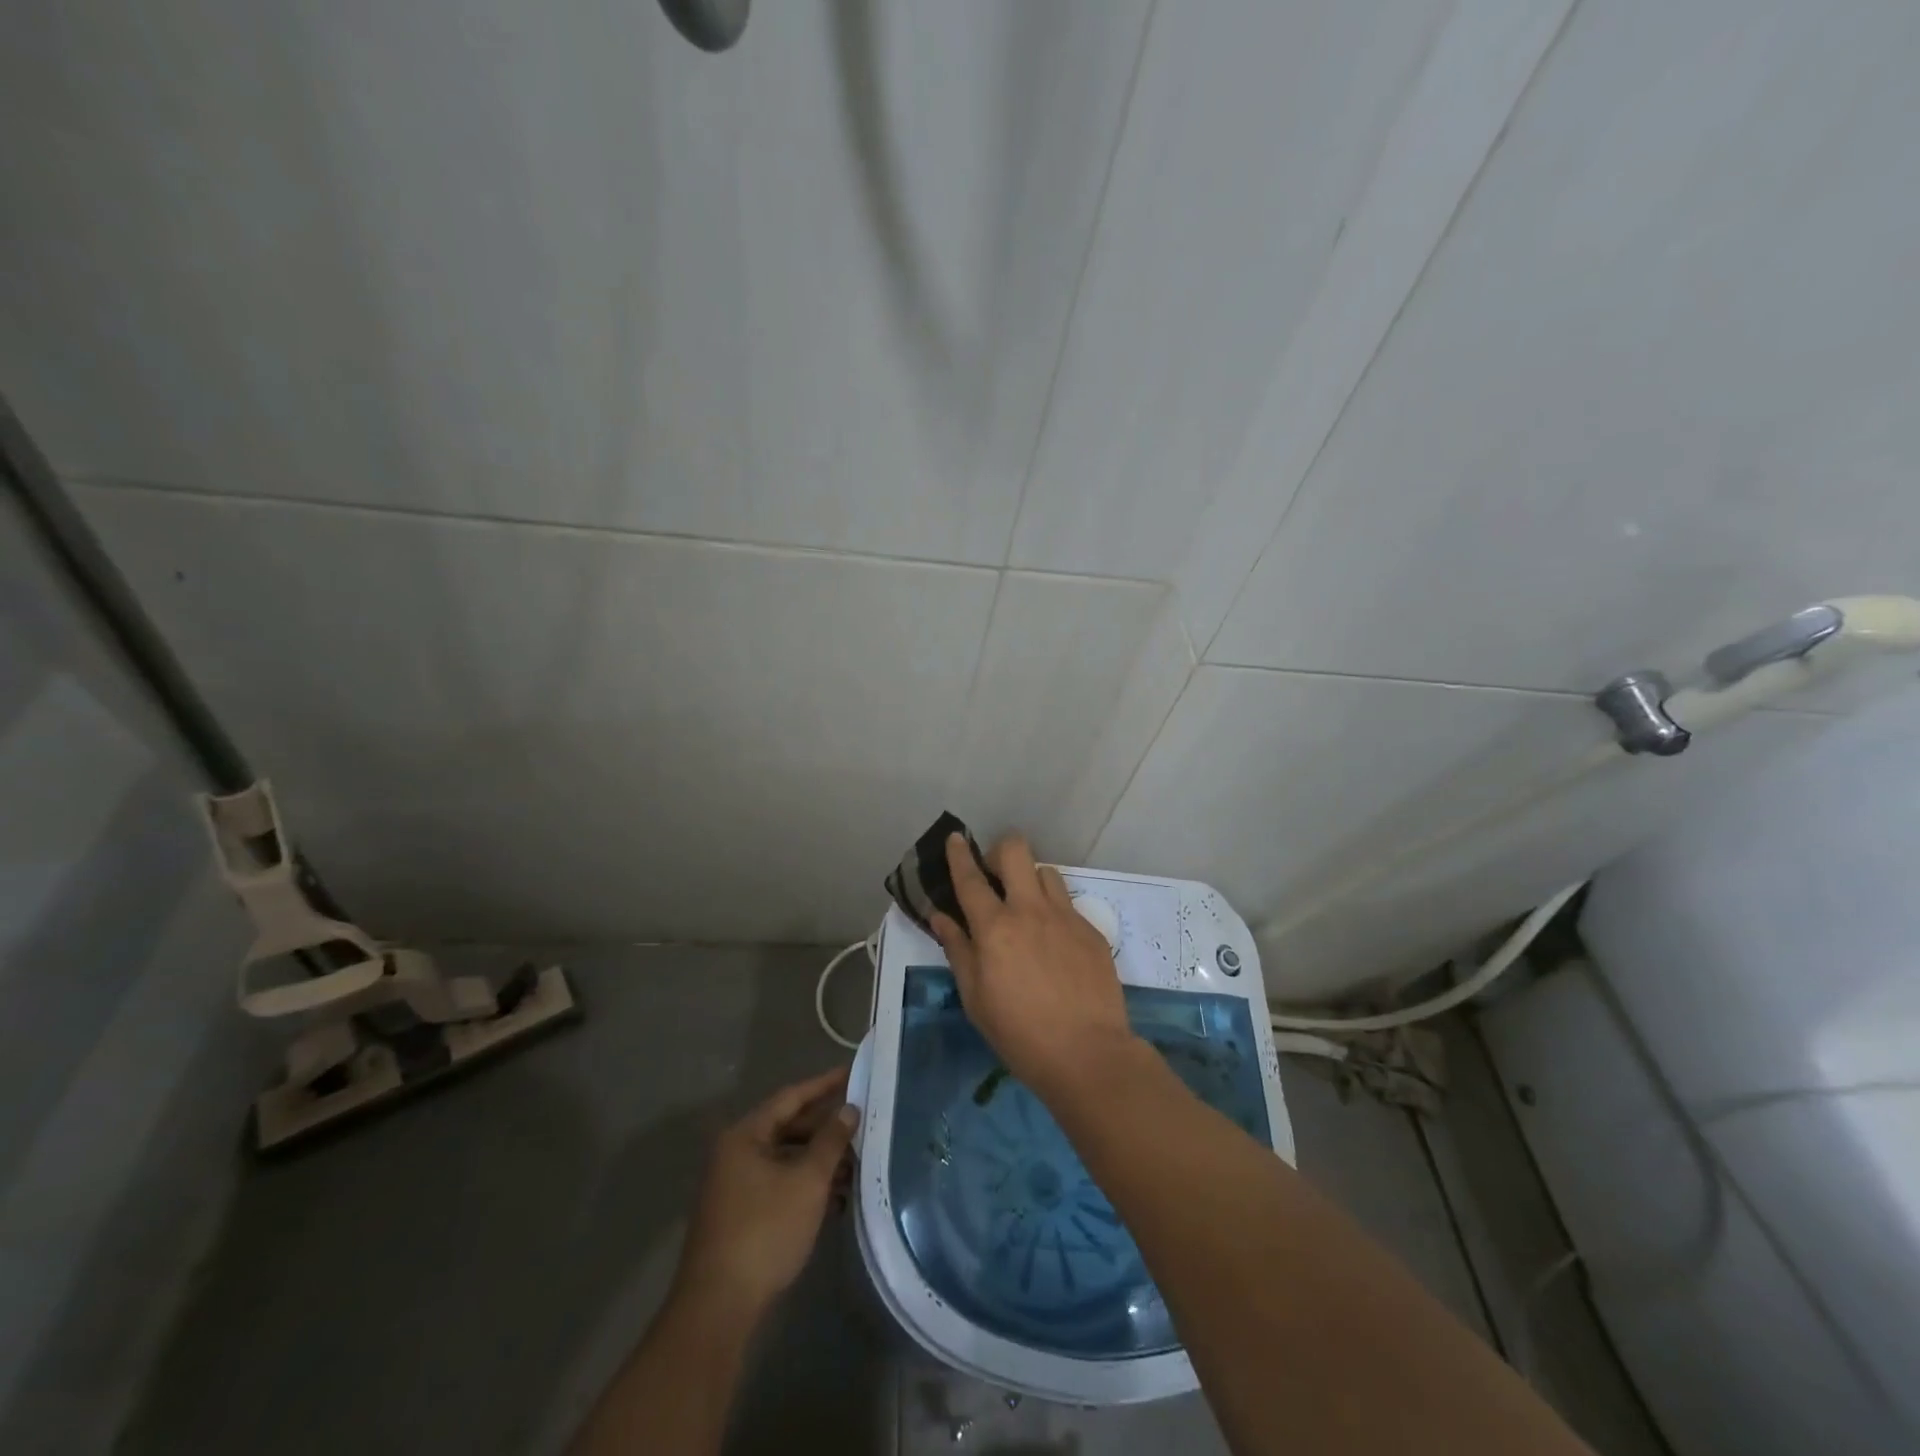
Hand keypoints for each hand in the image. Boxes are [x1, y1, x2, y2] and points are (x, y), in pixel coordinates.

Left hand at [675, 1066, 859, 1320]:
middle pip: (788, 1127)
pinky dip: (807, 1184)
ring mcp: (736, 1186)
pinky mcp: (741, 1215)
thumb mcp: (807, 1181)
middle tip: (862, 1122)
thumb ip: (831, 1141)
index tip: (853, 1072)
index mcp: (745, 1135)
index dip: (824, 1084)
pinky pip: (780, 1184)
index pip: (791, 1097)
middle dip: (826, 1128)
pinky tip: (837, 1196)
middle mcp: (736, 1153)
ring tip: (857, 1163)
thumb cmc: (764, 1231)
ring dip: (820, 1160)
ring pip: (786, 1159)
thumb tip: (849, 1109)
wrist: (718, 1308)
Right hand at [929, 832, 1136, 1100]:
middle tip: (995, 877)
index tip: (955, 838)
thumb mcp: (975, 998)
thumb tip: (940, 917)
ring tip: (1027, 910)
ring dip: (1030, 881)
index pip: (971, 878)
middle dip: (1000, 852)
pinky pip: (1068, 904)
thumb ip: (958, 950)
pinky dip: (1054, 913)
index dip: (959, 854)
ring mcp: (1066, 917)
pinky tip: (1055, 945)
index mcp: (995, 928)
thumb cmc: (1019, 1034)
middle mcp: (1030, 910)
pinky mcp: (1092, 931)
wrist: (1088, 1054)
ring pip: (1046, 872)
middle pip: (1016, 851)